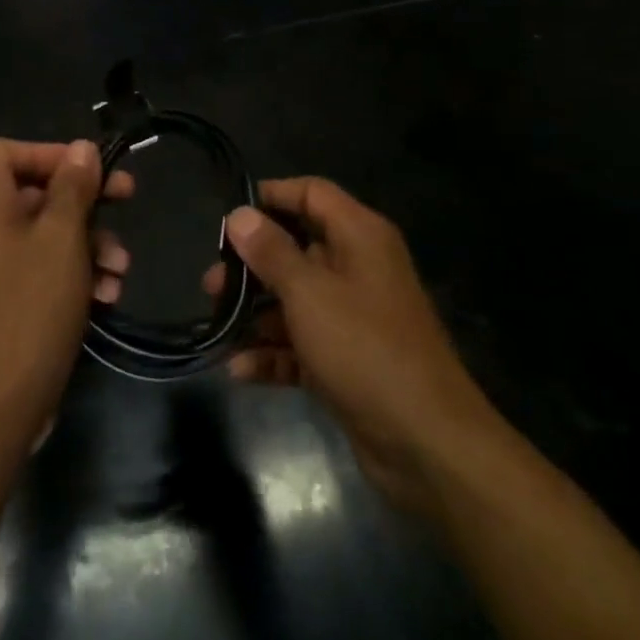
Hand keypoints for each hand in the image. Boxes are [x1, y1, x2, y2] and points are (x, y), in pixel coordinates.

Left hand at [0, 139, 132, 454]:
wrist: (1, 402)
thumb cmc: (32, 305)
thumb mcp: (63, 238)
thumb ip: (73, 187)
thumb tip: (81, 148)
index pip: (4, 150)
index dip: (47, 152)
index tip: (88, 169)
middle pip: (34, 190)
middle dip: (85, 199)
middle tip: (127, 198)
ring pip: (45, 232)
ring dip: (89, 241)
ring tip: (121, 266)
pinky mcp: (5, 300)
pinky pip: (42, 267)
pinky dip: (74, 271)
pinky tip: (108, 293)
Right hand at [205, 178, 498, 514]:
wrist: (428, 446)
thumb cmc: (365, 349)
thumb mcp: (309, 293)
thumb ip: (271, 251)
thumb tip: (240, 214)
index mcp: (359, 236)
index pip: (311, 194)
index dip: (271, 197)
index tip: (229, 217)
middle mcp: (358, 268)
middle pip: (297, 249)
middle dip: (252, 265)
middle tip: (211, 283)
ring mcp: (353, 317)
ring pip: (295, 299)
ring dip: (256, 313)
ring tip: (216, 326)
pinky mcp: (347, 361)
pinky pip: (302, 344)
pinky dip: (274, 353)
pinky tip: (239, 369)